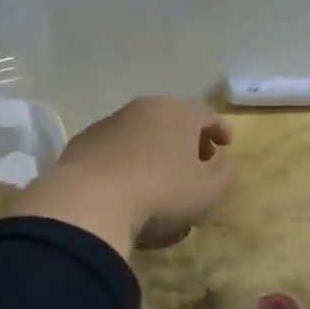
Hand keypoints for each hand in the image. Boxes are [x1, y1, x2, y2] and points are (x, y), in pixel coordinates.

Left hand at [18, 97, 233, 253]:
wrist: (89, 200)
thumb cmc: (160, 193)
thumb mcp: (209, 191)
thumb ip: (224, 172)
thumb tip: (221, 161)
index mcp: (179, 113)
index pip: (206, 114)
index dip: (219, 130)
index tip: (225, 146)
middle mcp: (145, 108)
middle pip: (173, 118)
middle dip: (186, 138)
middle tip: (194, 161)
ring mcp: (111, 121)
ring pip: (142, 130)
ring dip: (154, 147)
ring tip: (158, 175)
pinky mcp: (84, 140)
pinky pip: (115, 146)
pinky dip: (126, 158)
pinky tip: (125, 182)